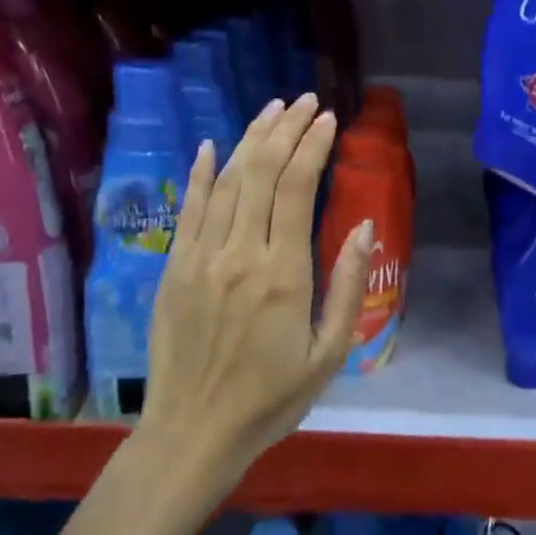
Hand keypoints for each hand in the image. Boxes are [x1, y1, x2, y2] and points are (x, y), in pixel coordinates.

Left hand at [135, 94, 372, 488]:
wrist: (194, 433)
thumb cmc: (272, 398)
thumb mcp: (329, 353)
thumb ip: (347, 287)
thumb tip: (362, 228)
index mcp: (282, 274)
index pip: (296, 189)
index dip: (313, 147)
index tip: (329, 120)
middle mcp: (238, 254)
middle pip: (260, 173)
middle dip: (285, 130)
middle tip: (305, 101)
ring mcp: (199, 258)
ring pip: (224, 182)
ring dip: (249, 140)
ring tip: (272, 110)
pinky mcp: (173, 269)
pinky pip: (187, 210)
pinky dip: (198, 174)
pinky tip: (208, 146)